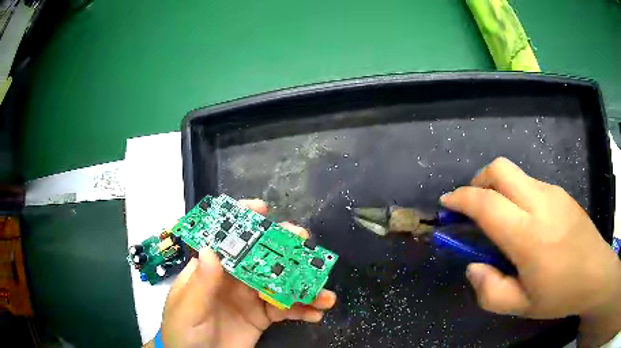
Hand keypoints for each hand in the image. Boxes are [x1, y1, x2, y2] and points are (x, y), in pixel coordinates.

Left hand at [160, 199, 336, 347]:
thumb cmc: (183, 331)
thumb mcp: (188, 309)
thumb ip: (200, 285)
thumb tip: (210, 250)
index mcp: (211, 269)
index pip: (226, 239)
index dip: (244, 220)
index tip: (264, 209)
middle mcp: (234, 279)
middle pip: (261, 257)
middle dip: (284, 248)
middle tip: (305, 245)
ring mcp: (251, 298)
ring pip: (280, 284)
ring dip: (303, 285)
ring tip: (324, 293)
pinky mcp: (263, 317)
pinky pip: (286, 310)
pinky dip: (303, 310)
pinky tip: (316, 313)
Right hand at [441, 158, 620, 346]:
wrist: (596, 273)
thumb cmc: (560, 294)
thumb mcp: (520, 306)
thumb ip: (489, 290)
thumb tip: (473, 265)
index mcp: (528, 236)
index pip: (486, 203)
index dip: (461, 198)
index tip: (447, 204)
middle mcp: (540, 204)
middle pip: (500, 169)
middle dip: (478, 181)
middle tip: (472, 206)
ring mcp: (553, 194)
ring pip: (516, 175)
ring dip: (498, 189)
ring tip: (500, 219)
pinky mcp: (561, 193)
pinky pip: (531, 184)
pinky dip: (517, 195)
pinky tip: (525, 222)